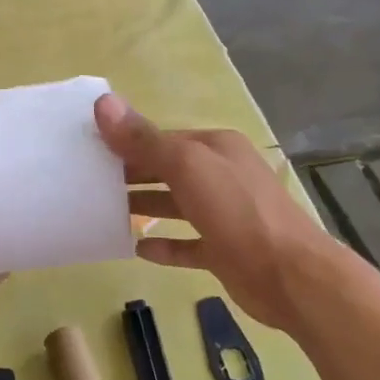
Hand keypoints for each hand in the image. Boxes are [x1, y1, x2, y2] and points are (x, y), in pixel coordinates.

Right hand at [95, 94, 332, 332]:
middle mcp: (223, 175)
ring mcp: (225, 215)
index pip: (164, 138)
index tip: (91, 150)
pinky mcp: (225, 251)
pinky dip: (164, 245)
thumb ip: (145, 140)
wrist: (290, 276)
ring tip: (105, 210)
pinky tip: (137, 249)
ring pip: (177, 204)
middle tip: (89, 181)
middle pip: (169, 169)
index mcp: (217, 148)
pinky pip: (187, 244)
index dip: (128, 142)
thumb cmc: (237, 211)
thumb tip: (103, 103)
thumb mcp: (187, 166)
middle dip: (133, 173)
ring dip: (145, 205)